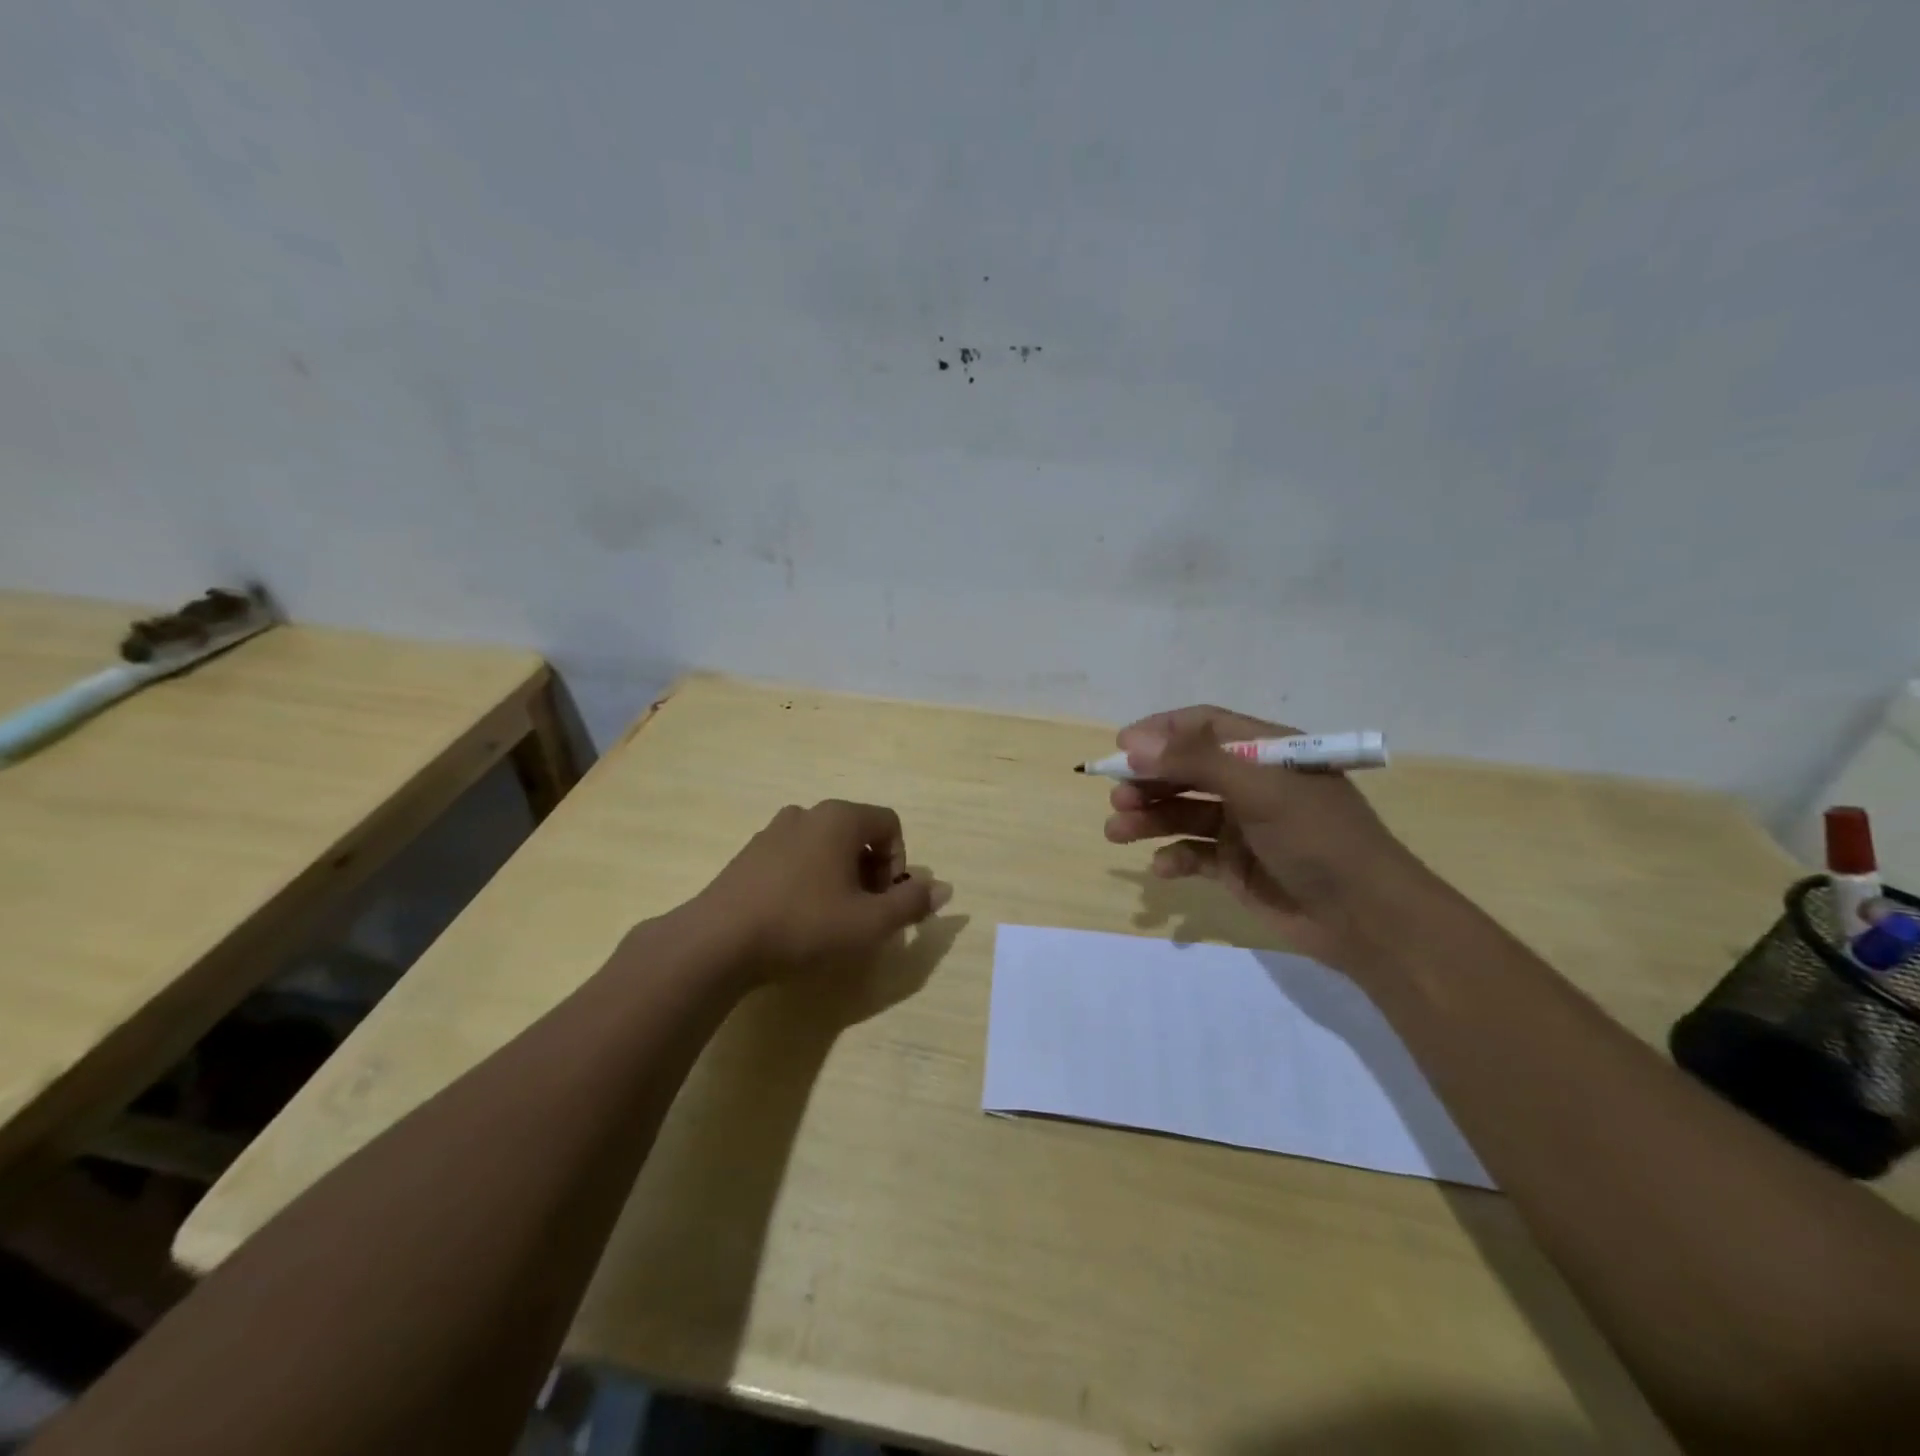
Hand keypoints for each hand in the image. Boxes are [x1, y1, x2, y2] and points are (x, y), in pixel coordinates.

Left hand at [694, 800, 951, 980]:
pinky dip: (809, 880)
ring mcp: (773, 831)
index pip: (889, 824)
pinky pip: (795, 858)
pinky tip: (796, 918)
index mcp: (839, 818)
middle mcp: (807, 813)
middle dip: (871, 872)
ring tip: (831, 919)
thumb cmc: (804, 924)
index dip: (899, 863)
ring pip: (825, 847)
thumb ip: (911, 903)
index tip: (886, 900)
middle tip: (864, 914)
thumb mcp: (870, 922)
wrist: (718, 941)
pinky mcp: (749, 855)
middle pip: (857, 834)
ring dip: (840, 877)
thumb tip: (944, 888)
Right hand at [1103, 705, 1433, 971]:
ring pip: (1182, 812)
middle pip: (1185, 770)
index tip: (1121, 747)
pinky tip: (1163, 869)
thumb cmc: (1318, 838)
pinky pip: (1193, 854)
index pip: (1203, 726)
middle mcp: (1250, 783)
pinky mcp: (1235, 865)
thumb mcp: (1260, 790)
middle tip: (1116, 796)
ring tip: (1117, 830)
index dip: (1161, 732)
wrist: (1366, 918)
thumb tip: (1133, 743)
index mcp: (1266, 752)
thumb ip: (1195, 762)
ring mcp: (1242, 826)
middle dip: (1148, 780)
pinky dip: (1174, 858)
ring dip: (1149, 818)